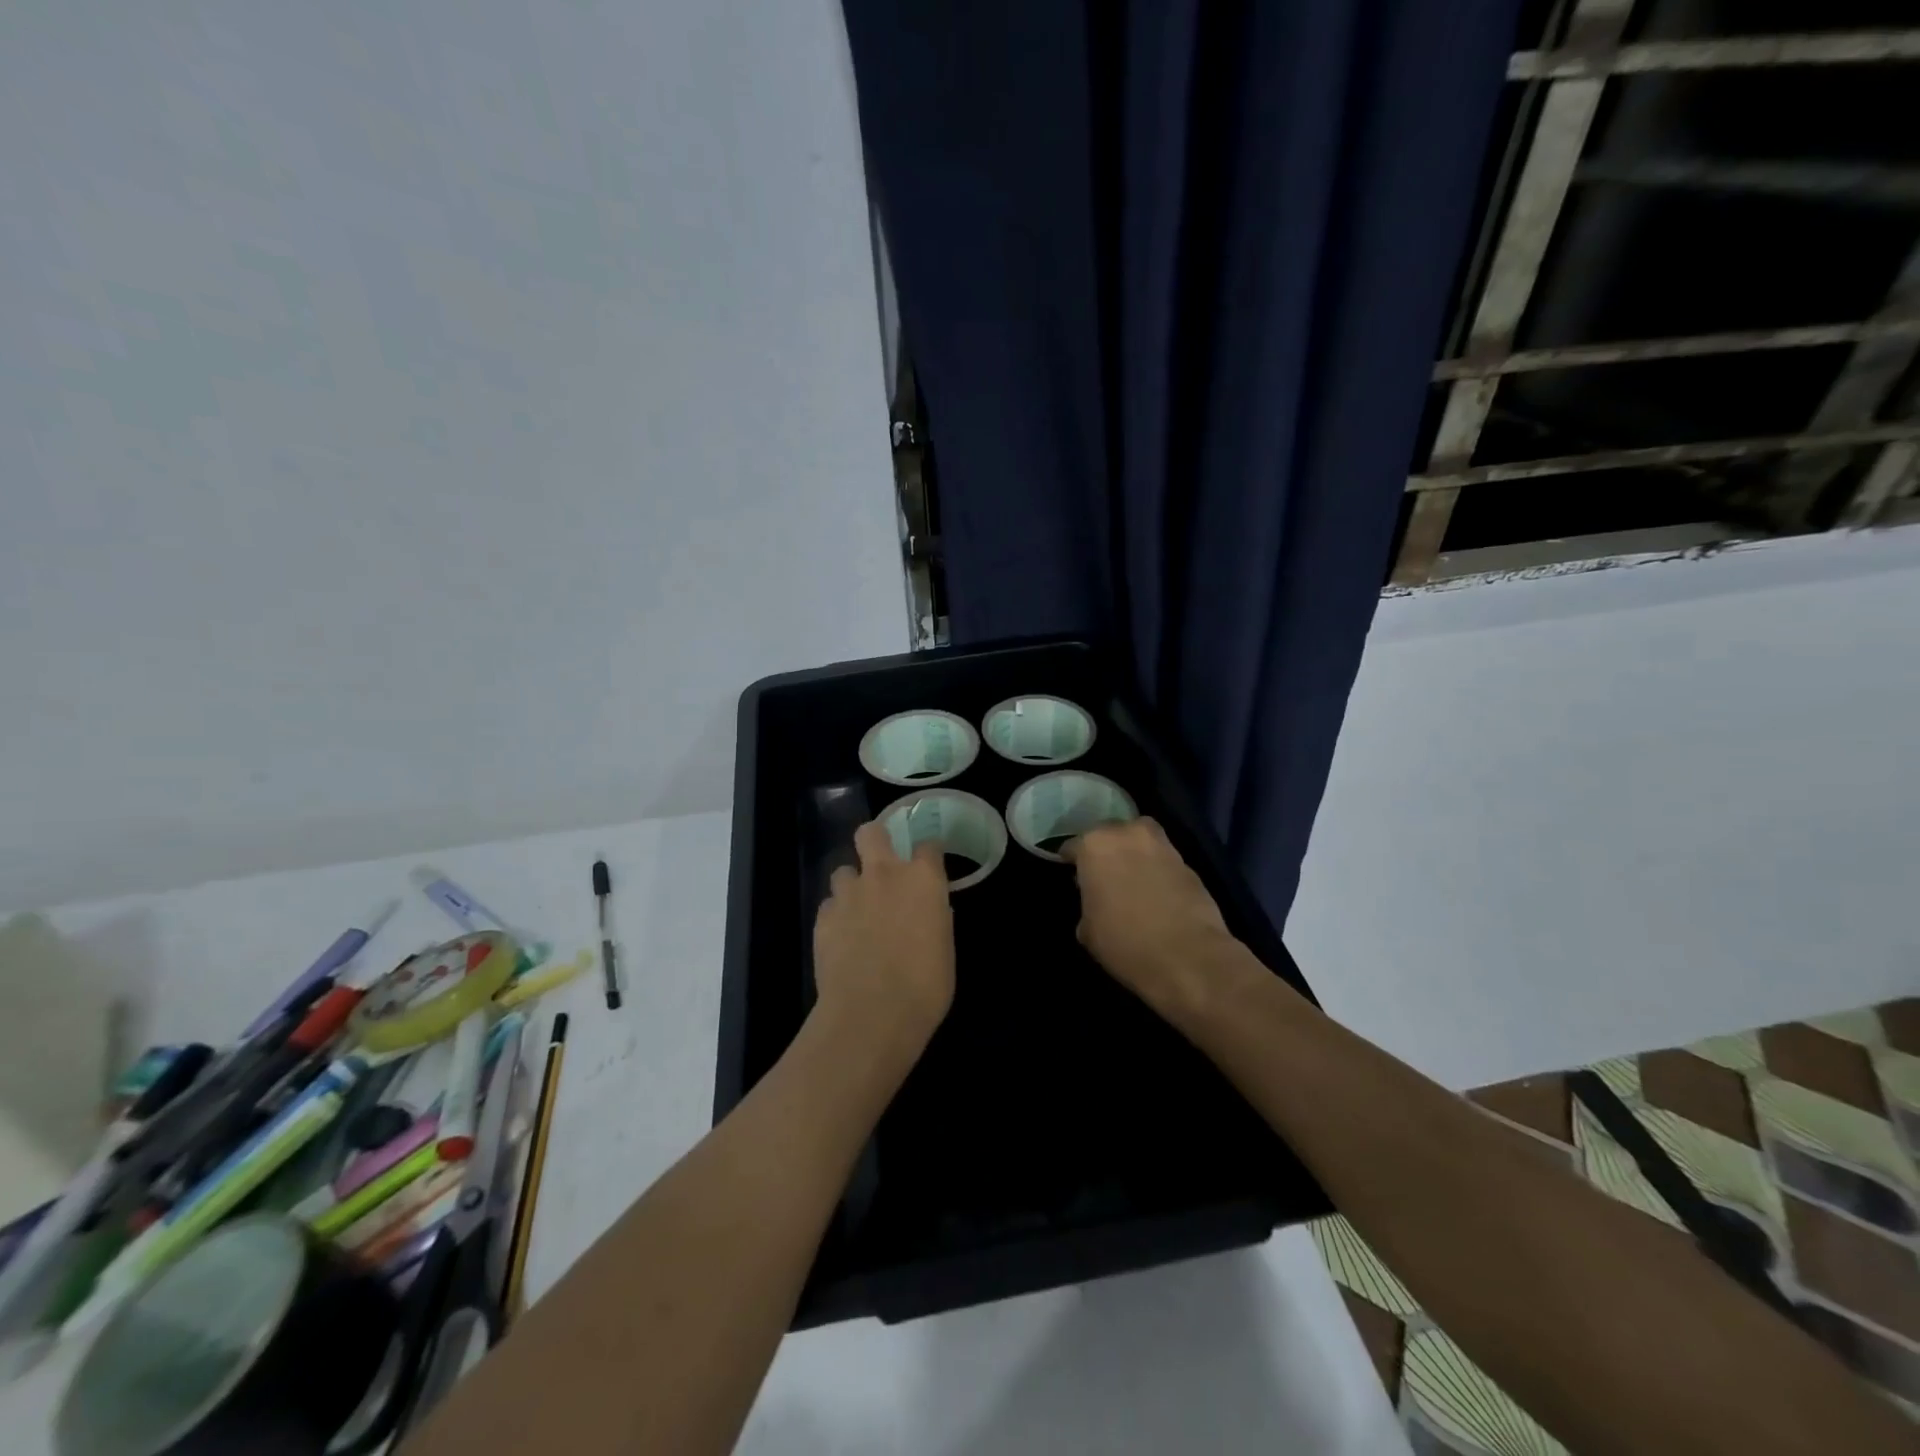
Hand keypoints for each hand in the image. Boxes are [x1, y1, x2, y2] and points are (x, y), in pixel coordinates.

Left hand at [811, 822, 955, 1061]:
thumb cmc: (925, 986)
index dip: (928, 854)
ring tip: (857, 911)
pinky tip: (841, 939)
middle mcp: (884, 875)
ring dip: (851, 885)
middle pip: (872, 832)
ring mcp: (849, 894)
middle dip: (875, 840)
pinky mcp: (822, 917)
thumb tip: (931, 912)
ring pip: (843, 870)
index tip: (928, 866)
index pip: (928, 845)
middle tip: (881, 864)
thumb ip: (937, 921)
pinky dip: (836, 916)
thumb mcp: (945, 951)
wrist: (872, 1014)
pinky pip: (829, 905)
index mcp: (923, 879)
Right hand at [1063, 818, 1242, 1019]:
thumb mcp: (1088, 930)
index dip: (1072, 863)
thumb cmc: (1125, 942)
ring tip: (1130, 882)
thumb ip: (1087, 903)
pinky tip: (1154, 894)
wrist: (1189, 957)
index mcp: (1095, 845)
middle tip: (1103, 877)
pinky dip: (1156, 870)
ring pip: (1140, 842)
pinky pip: (1162, 860)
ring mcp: (1162, 845)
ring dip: (1133, 856)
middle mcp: (1128, 833)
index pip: (1073, 846)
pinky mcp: (1189, 863)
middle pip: (1110, 835)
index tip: (1073, 877)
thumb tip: (1097, 901)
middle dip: (1106, 852)